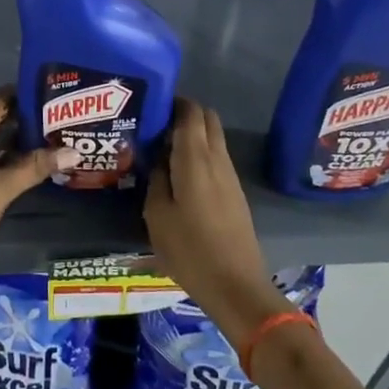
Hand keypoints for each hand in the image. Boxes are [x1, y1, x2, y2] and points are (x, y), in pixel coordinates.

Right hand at [143, 99, 292, 350]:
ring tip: (163, 148)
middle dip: (184, 114)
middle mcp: (217, 160)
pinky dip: (199, 153)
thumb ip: (156, 178)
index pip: (191, 113)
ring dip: (192, 135)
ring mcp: (230, 176)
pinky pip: (216, 158)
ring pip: (213, 139)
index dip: (174, 102)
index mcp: (196, 159)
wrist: (236, 286)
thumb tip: (158, 156)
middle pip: (207, 120)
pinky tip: (179, 173)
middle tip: (156, 125)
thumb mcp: (157, 215)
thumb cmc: (190, 250)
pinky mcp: (235, 193)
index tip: (152, 105)